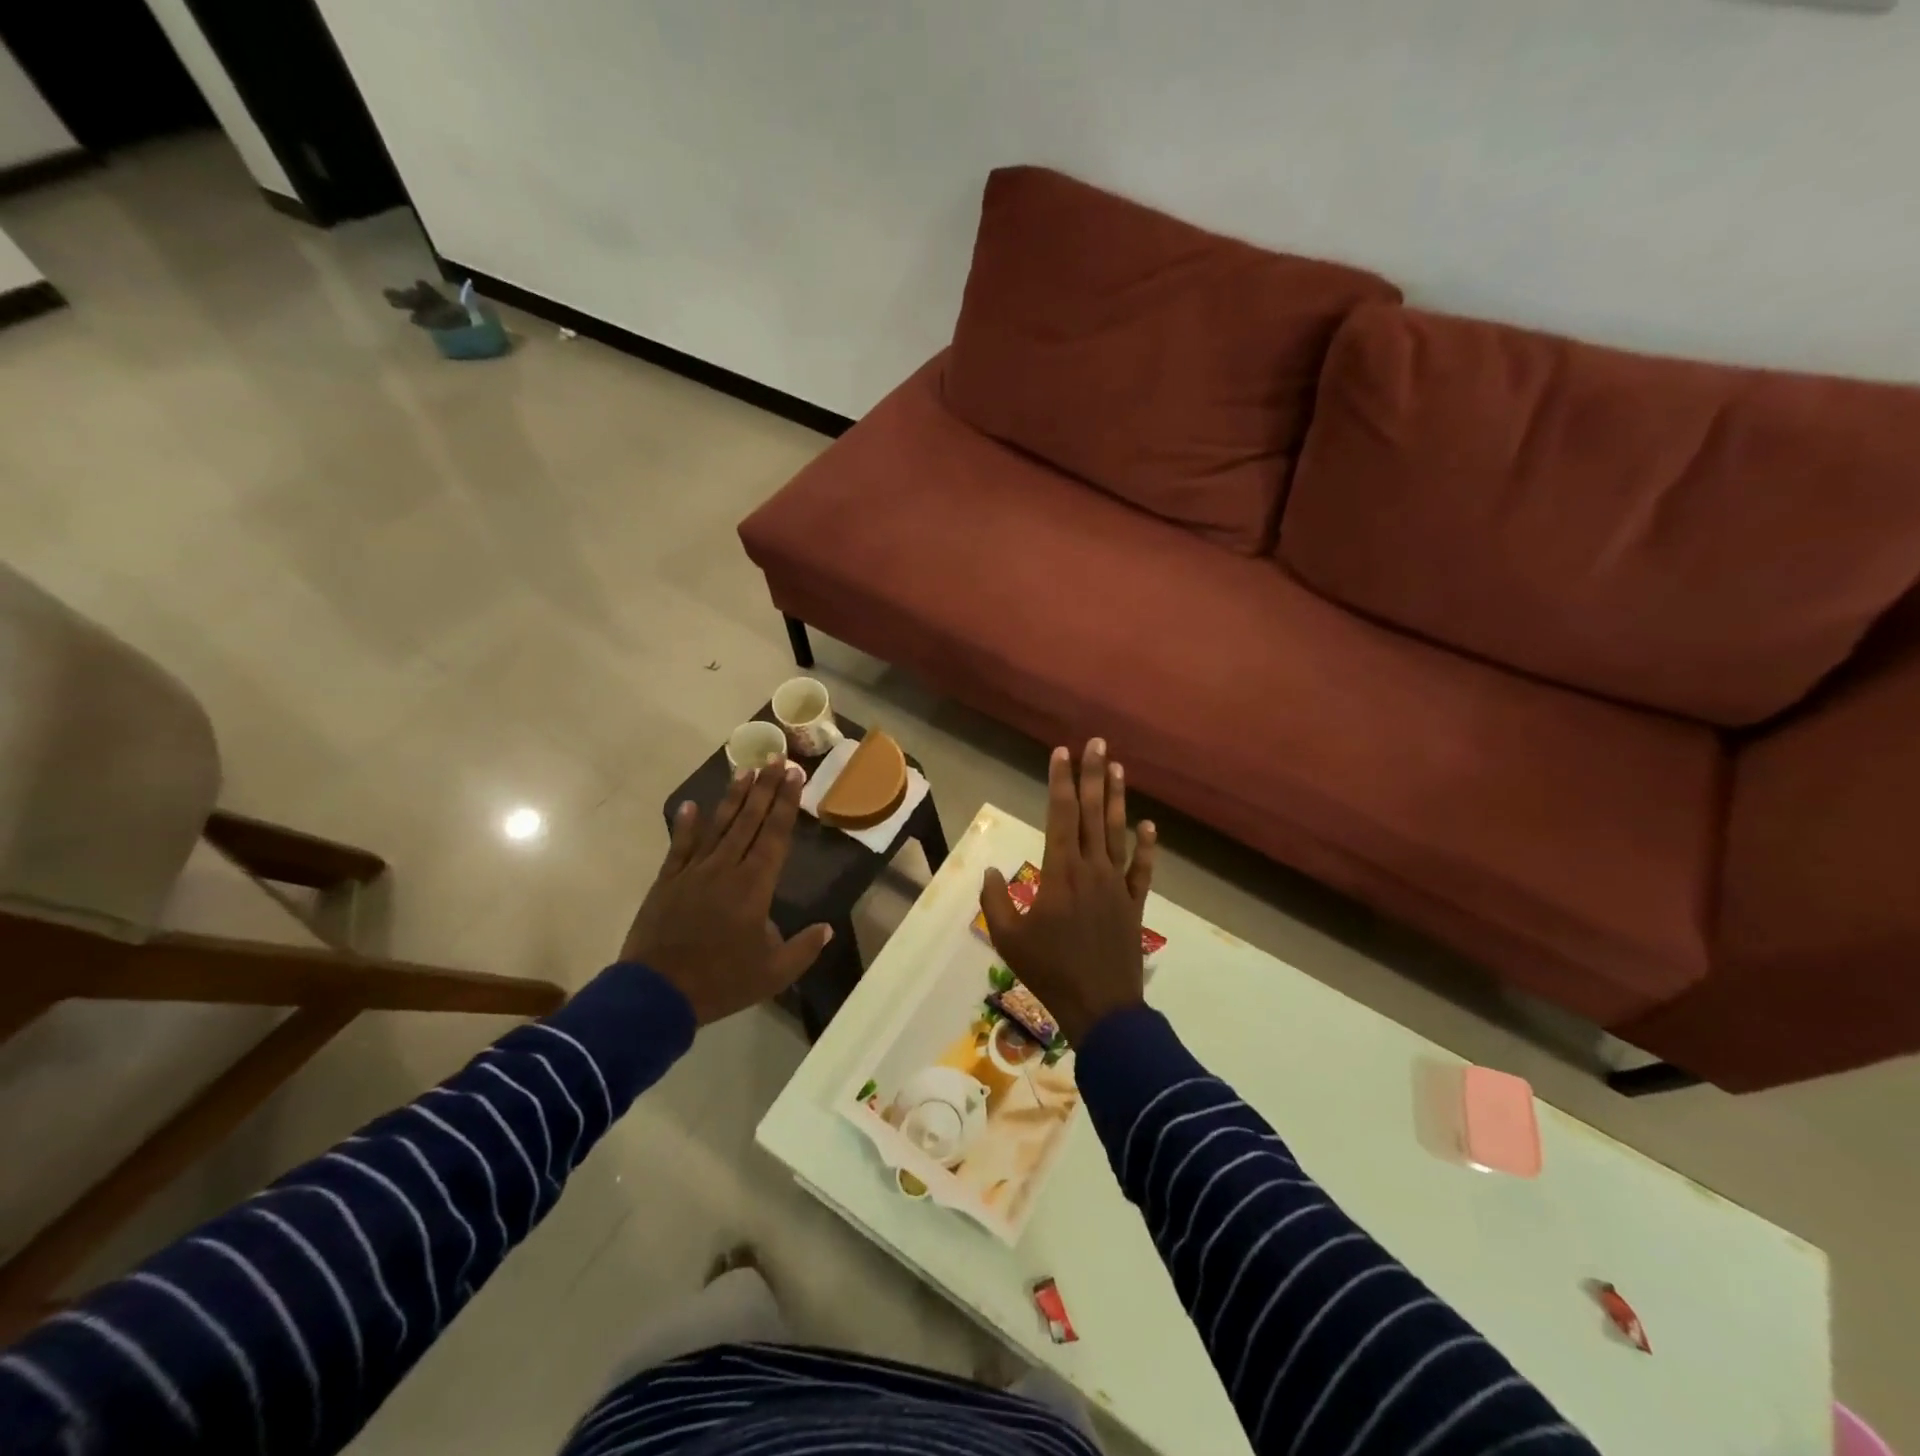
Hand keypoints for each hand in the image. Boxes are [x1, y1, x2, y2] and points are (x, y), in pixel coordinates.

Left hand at [620, 761, 833, 1025]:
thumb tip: (826, 928)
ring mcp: (693, 872)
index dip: (786, 803)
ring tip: (745, 770)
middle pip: (749, 820)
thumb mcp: (773, 973)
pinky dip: (685, 826)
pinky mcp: (668, 882)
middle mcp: (726, 868)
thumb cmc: (721, 981)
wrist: (656, 994)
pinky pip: (680, 847)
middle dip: (765, 788)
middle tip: (775, 759)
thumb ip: (803, 948)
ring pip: (718, 826)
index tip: (794, 775)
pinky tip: (690, 806)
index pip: (775, 835)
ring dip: (733, 798)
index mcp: (754, 886)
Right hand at [979, 738, 1156, 1043]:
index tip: (1063, 752)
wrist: (1101, 1006)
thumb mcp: (1009, 939)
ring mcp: (1117, 884)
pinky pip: (1142, 870)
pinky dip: (1147, 847)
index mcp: (1061, 872)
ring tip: (1118, 768)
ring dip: (1117, 799)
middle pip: (1092, 813)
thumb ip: (995, 902)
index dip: (1061, 781)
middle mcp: (1092, 868)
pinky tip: (1149, 826)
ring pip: (1117, 832)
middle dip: (1092, 775)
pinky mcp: (1134, 903)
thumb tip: (988, 871)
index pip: (1061, 815)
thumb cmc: (1050, 971)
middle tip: (1097, 743)